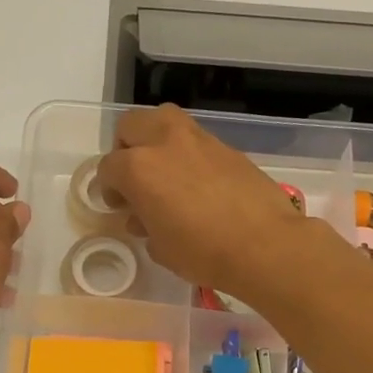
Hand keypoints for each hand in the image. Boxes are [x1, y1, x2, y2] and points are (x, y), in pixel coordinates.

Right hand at [95, 105, 316, 299]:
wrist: (264, 245)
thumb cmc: (202, 252)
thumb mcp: (160, 247)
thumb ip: (144, 224)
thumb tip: (144, 217)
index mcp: (138, 168)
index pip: (108, 167)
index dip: (108, 188)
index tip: (119, 206)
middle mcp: (165, 142)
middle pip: (131, 125)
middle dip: (126, 148)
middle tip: (135, 178)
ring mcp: (198, 139)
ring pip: (164, 120)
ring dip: (156, 140)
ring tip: (165, 172)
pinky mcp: (226, 146)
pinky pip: (195, 139)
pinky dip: (187, 152)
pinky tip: (197, 182)